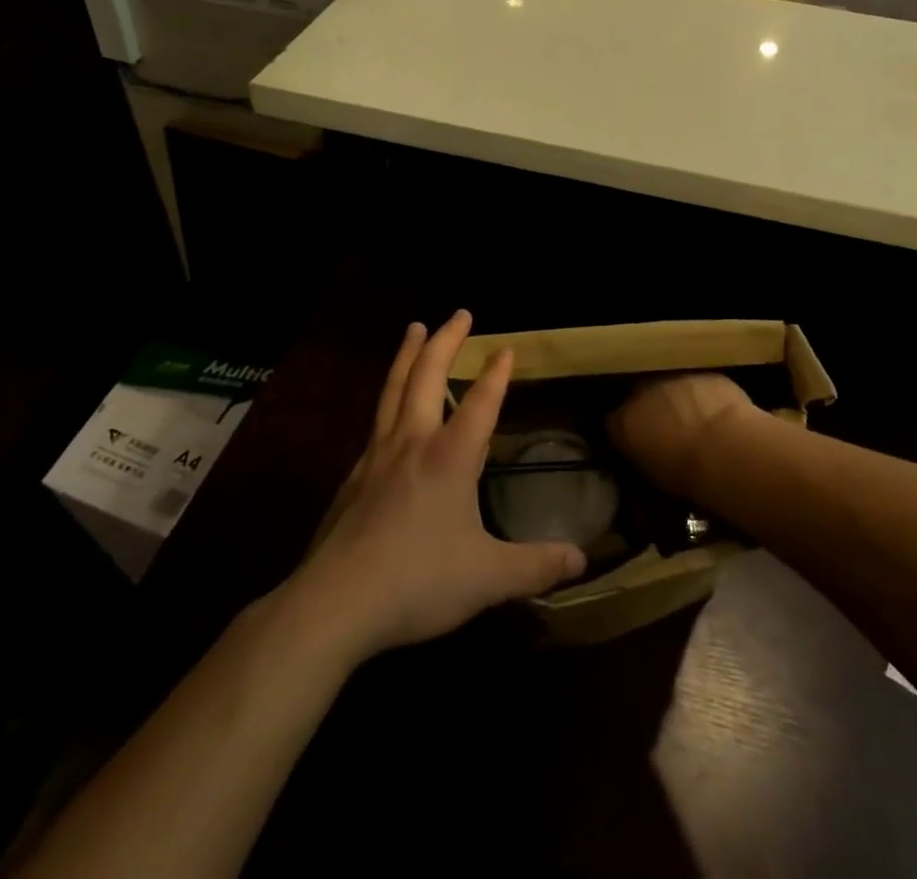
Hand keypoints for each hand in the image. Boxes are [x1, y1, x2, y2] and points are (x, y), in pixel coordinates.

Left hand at [286, 312, 586, 663]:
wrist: (334, 603)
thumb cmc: (417, 582)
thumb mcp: (488, 578)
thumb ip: (536, 566)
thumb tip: (582, 561)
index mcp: (450, 458)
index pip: (481, 403)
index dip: (496, 374)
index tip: (506, 347)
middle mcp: (413, 443)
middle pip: (428, 376)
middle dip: (446, 341)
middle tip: (459, 313)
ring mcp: (378, 456)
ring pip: (394, 388)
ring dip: (409, 354)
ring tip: (415, 328)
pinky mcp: (354, 476)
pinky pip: (376, 421)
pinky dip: (388, 396)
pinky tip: (388, 406)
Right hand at [607, 372, 755, 498]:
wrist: (726, 451)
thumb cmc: (686, 476)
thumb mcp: (653, 480)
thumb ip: (641, 463)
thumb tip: (644, 462)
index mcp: (623, 422)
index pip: (614, 424)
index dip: (627, 434)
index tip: (638, 446)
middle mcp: (642, 392)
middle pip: (640, 398)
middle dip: (651, 413)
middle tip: (669, 435)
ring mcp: (674, 379)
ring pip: (671, 388)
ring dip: (677, 403)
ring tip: (695, 425)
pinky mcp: (704, 375)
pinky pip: (699, 386)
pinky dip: (704, 398)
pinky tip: (717, 416)